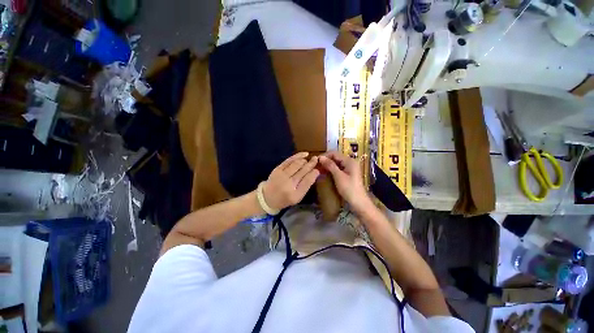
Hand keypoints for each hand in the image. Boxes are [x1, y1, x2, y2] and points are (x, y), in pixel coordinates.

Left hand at [262, 152, 319, 210]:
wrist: (267, 197)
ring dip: (305, 160)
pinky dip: (298, 156)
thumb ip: (306, 186)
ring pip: (297, 164)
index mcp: (295, 195)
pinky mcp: (277, 169)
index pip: (308, 181)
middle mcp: (289, 184)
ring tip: (309, 159)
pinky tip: (304, 154)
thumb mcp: (298, 197)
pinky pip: (289, 160)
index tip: (318, 169)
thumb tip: (315, 172)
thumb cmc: (285, 199)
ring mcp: (282, 176)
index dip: (314, 173)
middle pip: (303, 171)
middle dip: (311, 164)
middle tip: (317, 159)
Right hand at [318, 151, 371, 211]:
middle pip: (336, 157)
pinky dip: (332, 169)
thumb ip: (330, 165)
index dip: (325, 156)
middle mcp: (350, 162)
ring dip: (328, 165)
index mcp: (349, 161)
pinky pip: (338, 168)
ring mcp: (349, 168)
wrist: (359, 202)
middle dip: (326, 160)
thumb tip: (320, 157)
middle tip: (316, 165)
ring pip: (336, 163)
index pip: (334, 153)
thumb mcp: (338, 176)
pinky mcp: (348, 173)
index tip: (316, 160)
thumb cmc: (349, 189)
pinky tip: (326, 172)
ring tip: (319, 169)